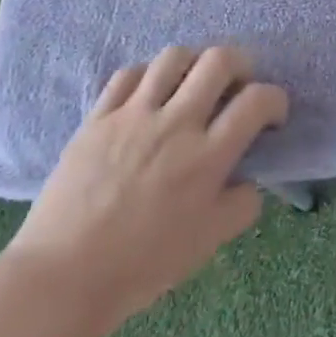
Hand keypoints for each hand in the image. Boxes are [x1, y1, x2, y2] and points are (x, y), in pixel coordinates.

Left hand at [2, 45, 287, 335]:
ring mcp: (134, 115)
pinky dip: (147, 75)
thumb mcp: (206, 245)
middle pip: (219, 59)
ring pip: (174, 56)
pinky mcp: (99, 117)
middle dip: (240, 63)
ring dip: (193, 63)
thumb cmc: (139, 267)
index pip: (256, 101)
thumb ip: (240, 206)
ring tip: (192, 84)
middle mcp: (176, 124)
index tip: (272, 114)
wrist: (60, 279)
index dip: (275, 99)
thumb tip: (249, 180)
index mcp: (207, 157)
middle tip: (237, 85)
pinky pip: (129, 73)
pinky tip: (149, 94)